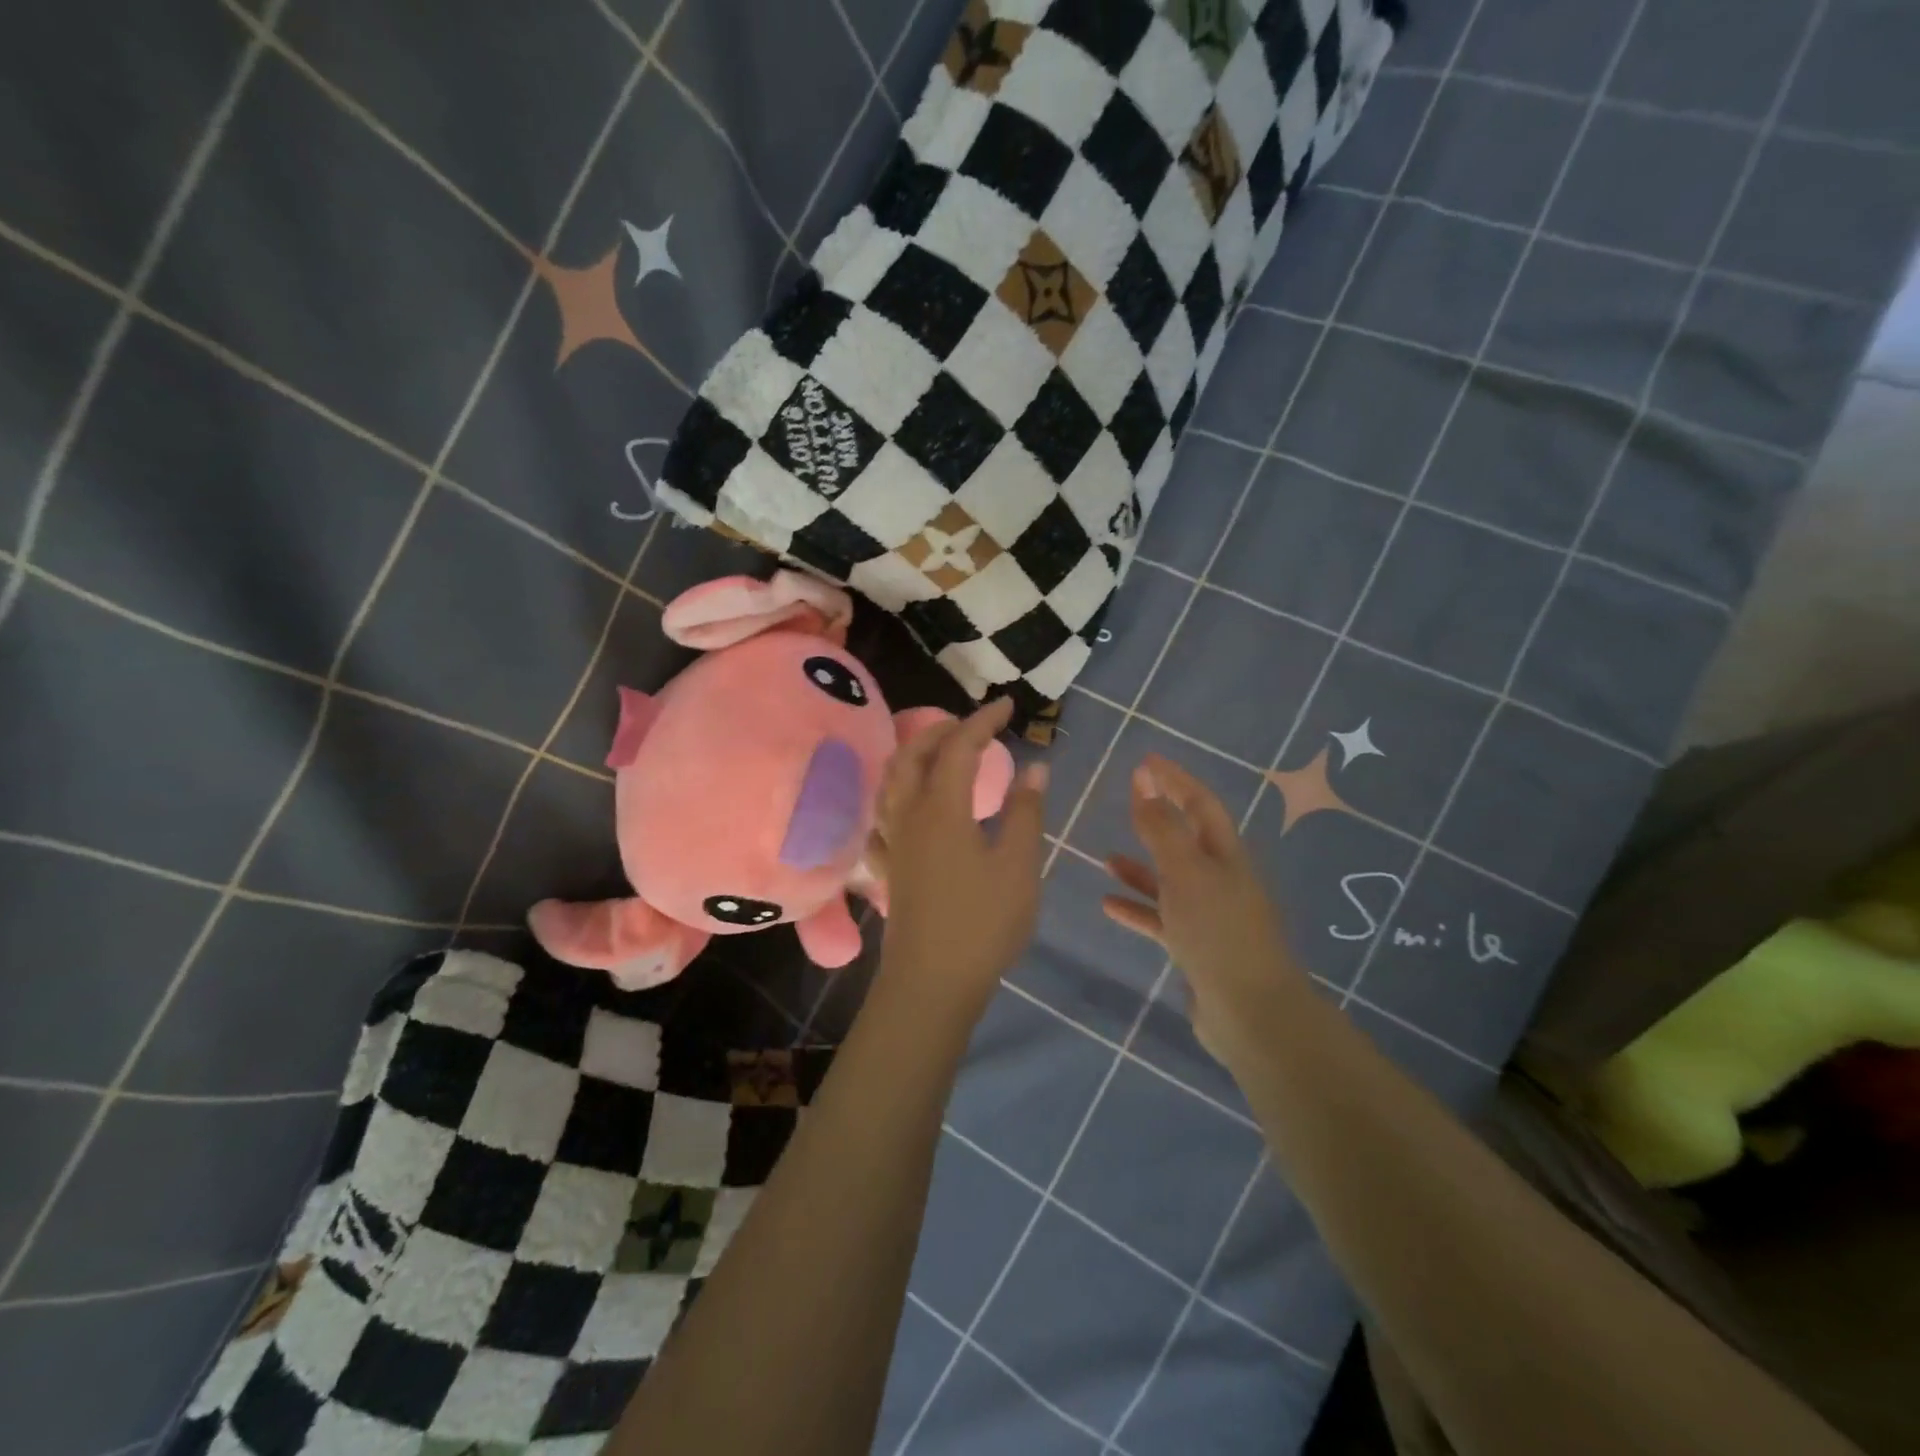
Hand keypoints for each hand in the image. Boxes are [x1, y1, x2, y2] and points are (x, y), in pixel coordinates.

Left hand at [877, 698, 1047, 1002]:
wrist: (931, 982)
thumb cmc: (983, 923)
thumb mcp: (1019, 866)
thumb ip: (1026, 812)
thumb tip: (1036, 768)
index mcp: (942, 808)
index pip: (959, 747)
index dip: (983, 721)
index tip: (1008, 706)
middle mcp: (909, 815)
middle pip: (914, 754)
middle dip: (943, 729)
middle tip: (974, 724)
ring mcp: (892, 841)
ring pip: (892, 780)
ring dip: (915, 755)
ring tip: (941, 752)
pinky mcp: (888, 866)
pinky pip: (883, 816)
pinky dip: (897, 796)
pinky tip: (908, 807)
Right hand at [1100, 755, 1303, 1063]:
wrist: (1250, 1012)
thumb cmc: (1217, 932)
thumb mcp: (1185, 872)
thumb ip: (1162, 829)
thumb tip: (1145, 782)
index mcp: (1225, 855)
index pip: (1200, 804)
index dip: (1175, 780)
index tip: (1146, 761)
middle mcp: (1220, 879)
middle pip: (1186, 838)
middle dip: (1158, 817)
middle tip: (1128, 797)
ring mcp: (1209, 916)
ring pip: (1170, 881)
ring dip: (1141, 867)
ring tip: (1106, 857)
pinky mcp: (1196, 948)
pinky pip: (1161, 919)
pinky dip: (1137, 908)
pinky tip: (1108, 905)